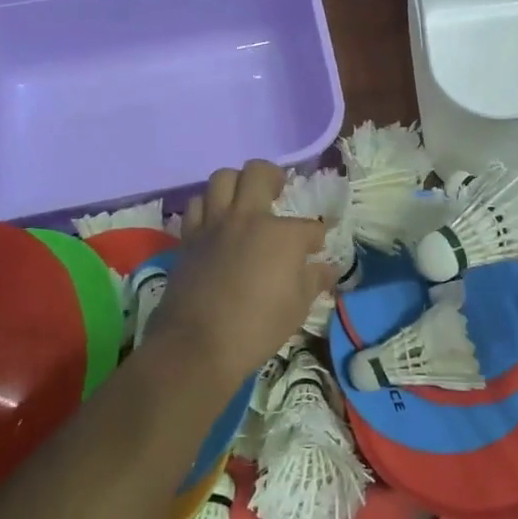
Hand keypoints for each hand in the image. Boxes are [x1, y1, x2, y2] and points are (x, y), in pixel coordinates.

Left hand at [147, 160, 334, 386]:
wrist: (197, 346)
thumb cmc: (257, 328)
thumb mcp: (298, 307)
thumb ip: (314, 280)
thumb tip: (328, 268)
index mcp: (282, 234)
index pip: (311, 227)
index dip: (317, 237)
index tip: (317, 248)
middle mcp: (248, 218)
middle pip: (259, 172)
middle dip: (274, 176)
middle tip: (278, 190)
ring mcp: (214, 224)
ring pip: (222, 178)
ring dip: (235, 184)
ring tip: (243, 201)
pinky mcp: (189, 238)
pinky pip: (196, 205)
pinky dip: (208, 207)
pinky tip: (216, 222)